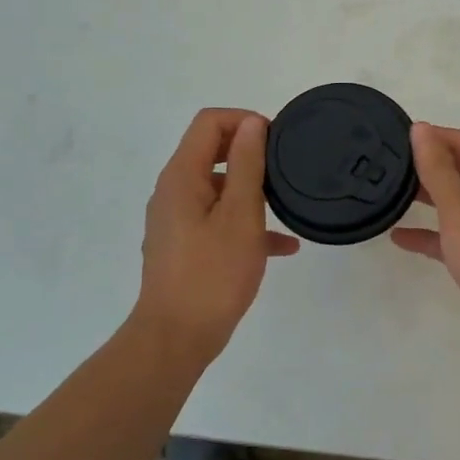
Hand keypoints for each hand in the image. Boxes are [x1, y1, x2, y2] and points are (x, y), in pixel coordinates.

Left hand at [135, 109, 298, 363]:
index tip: (276, 140)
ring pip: (217, 188)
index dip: (244, 120)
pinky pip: (217, 220)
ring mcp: (176, 220)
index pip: (209, 122)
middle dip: (249, 153)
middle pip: (211, 151)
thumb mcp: (241, 214)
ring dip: (251, 190)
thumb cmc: (213, 273)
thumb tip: (252, 123)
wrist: (176, 338)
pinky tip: (283, 247)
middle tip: (284, 167)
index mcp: (182, 176)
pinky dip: (244, 223)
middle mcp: (173, 191)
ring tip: (286, 206)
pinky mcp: (184, 246)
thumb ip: (246, 164)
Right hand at [391, 123, 459, 363]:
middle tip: (389, 164)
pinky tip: (400, 237)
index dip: (433, 136)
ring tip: (390, 193)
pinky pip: (457, 237)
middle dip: (430, 167)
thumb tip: (422, 129)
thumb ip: (437, 167)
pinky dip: (433, 235)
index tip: (396, 136)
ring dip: (429, 199)